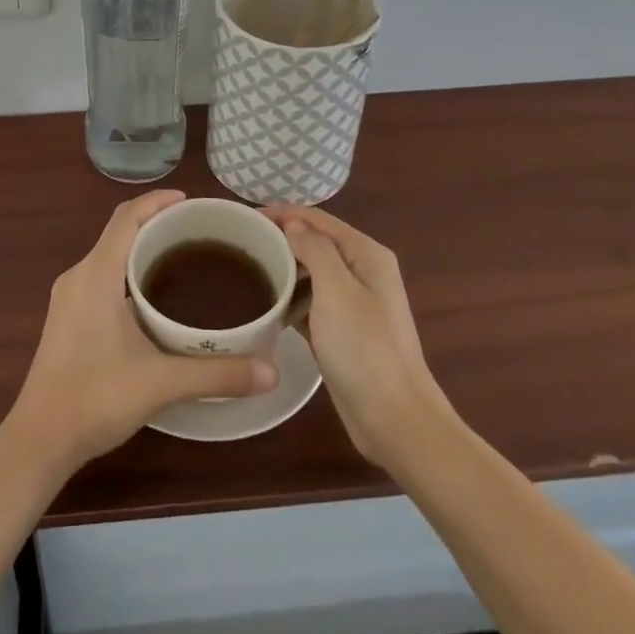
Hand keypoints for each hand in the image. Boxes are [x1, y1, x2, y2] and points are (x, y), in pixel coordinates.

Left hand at [5, 190, 279, 473]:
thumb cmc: (94, 399)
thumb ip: (218, 374)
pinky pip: (103, 276)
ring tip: (186, 260)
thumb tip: (272, 371)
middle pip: (119, 232)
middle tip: (201, 234)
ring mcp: (69, 298)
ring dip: (143, 250)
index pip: (126, 218)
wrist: (39, 440)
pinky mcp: (69, 317)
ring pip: (111, 255)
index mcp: (95, 275)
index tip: (193, 202)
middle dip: (157, 224)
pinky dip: (130, 273)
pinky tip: (157, 299)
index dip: (158, 201)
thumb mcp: (161, 383)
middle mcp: (79, 276)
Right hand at [264, 204, 455, 470]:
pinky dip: (290, 300)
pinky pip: (311, 303)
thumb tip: (293, 223)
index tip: (244, 218)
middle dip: (280, 240)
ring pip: (311, 274)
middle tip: (240, 246)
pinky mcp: (343, 331)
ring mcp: (354, 303)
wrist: (394, 419)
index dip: (282, 214)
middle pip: (315, 243)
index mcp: (366, 254)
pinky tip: (266, 306)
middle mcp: (363, 271)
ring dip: (283, 270)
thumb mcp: (336, 290)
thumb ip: (314, 249)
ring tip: (246, 272)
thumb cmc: (364, 349)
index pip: (318, 219)